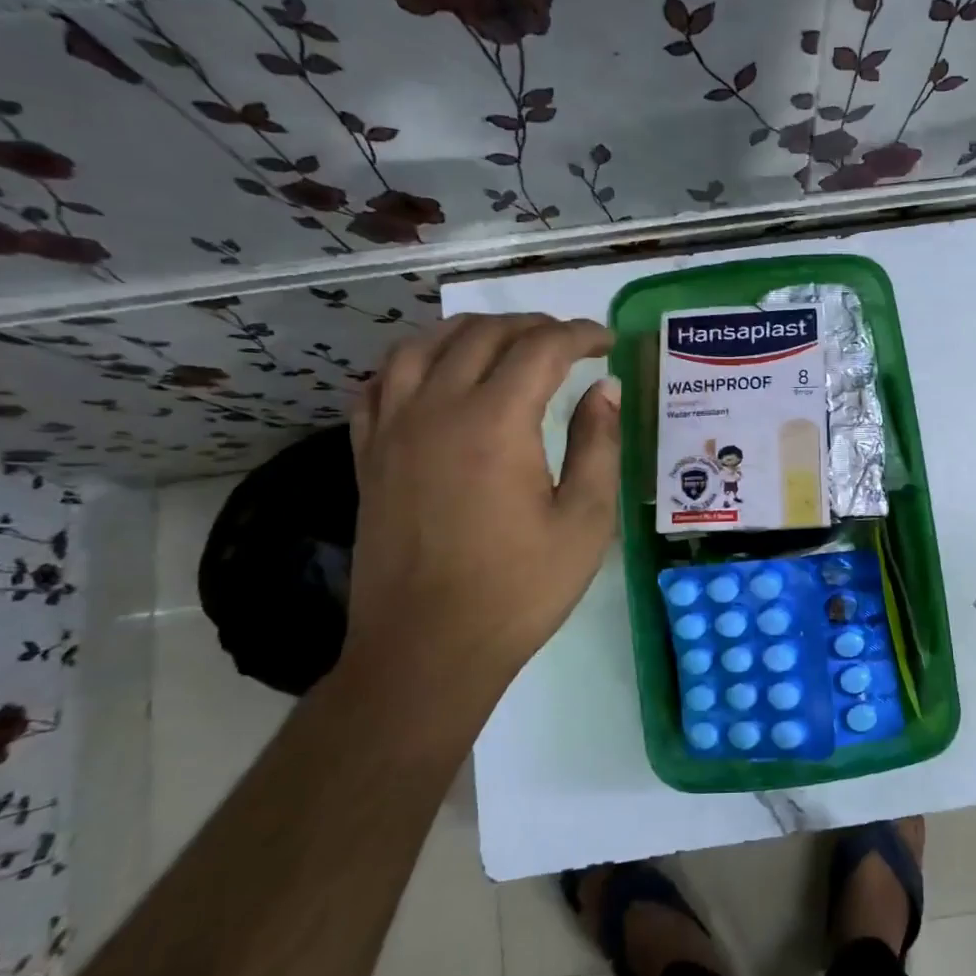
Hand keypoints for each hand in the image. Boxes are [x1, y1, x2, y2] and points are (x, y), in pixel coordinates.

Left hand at [341, 313, 619, 699]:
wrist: (428, 649)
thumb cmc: (519, 590)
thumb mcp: (584, 521)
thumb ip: (598, 445)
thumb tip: (604, 390)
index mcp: (495, 422)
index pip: (541, 349)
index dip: (580, 335)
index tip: (607, 342)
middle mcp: (436, 408)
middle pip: (482, 335)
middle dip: (532, 326)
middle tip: (567, 342)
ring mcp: (392, 429)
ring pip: (423, 345)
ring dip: (470, 332)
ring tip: (503, 343)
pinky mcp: (367, 455)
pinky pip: (380, 383)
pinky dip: (413, 362)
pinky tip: (433, 374)